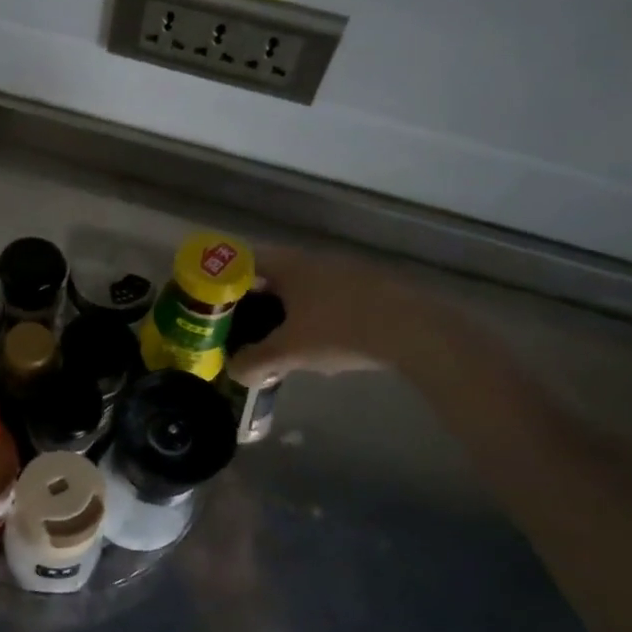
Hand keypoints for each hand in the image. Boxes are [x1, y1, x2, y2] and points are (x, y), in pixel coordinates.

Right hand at [229, 246, 419, 386]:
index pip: (245, 262)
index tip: (216, 304)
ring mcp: (347, 272)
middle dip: (258, 302)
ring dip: (290, 312)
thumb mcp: (289, 352)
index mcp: (289, 265)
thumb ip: (255, 361)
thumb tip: (233, 371)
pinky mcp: (372, 288)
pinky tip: (325, 347)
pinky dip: (319, 318)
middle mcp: (315, 260)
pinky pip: (331, 299)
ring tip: (283, 343)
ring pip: (305, 289)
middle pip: (275, 276)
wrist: (415, 332)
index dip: (226, 279)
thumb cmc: (340, 331)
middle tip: (245, 328)